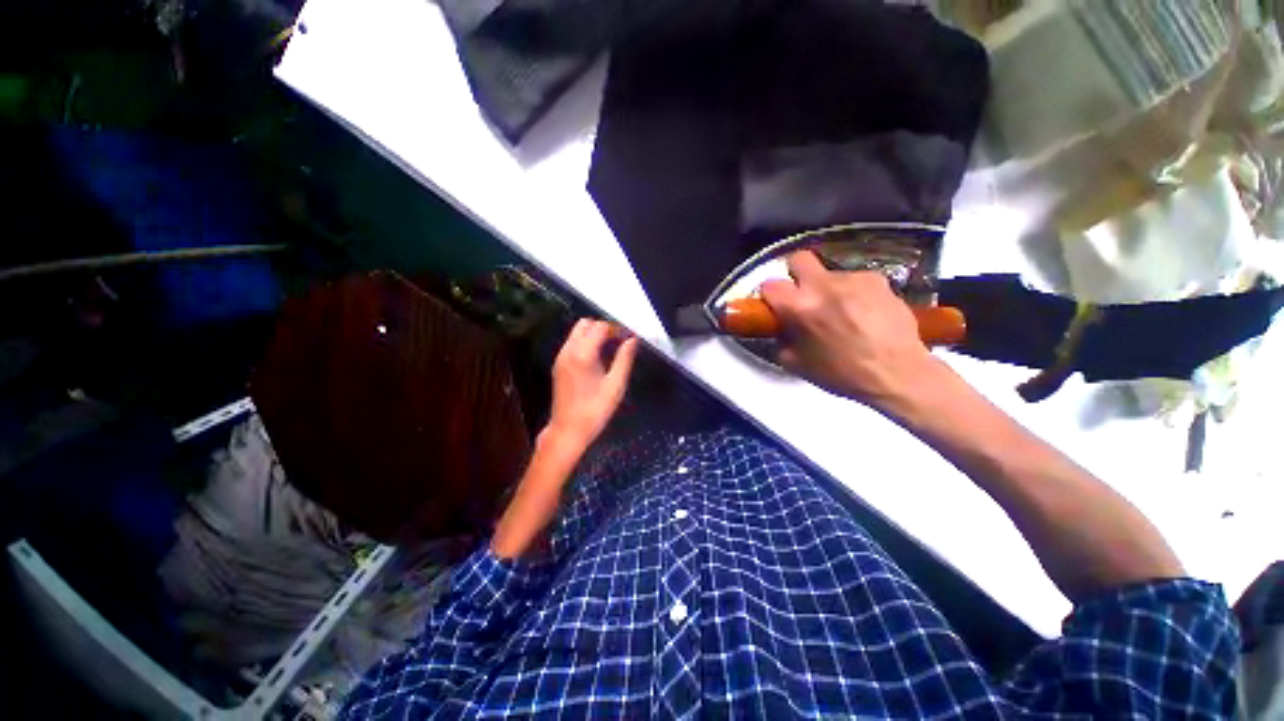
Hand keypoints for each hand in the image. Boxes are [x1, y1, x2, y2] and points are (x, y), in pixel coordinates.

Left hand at [546, 319, 638, 449]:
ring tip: (610, 350)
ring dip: (593, 334)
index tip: (628, 338)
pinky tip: (597, 359)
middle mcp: (568, 351)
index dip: (616, 329)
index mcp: (583, 354)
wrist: (568, 430)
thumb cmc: (595, 410)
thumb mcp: (616, 385)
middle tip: (619, 341)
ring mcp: (561, 357)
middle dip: (603, 328)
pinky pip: (572, 343)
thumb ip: (625, 359)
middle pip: (585, 324)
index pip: (600, 327)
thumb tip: (633, 340)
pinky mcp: (558, 365)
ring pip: (577, 332)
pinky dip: (585, 343)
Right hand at [759, 251, 941, 408]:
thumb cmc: (842, 375)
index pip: (769, 284)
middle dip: (796, 274)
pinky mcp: (878, 280)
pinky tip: (864, 313)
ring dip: (829, 289)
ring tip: (842, 314)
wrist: (898, 374)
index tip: (777, 306)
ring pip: (830, 274)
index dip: (770, 296)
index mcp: (799, 308)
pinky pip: (855, 281)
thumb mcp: (796, 364)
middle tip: (803, 295)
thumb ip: (782, 340)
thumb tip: (782, 328)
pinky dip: (854, 293)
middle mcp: (823, 286)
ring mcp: (853, 279)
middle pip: (798, 259)